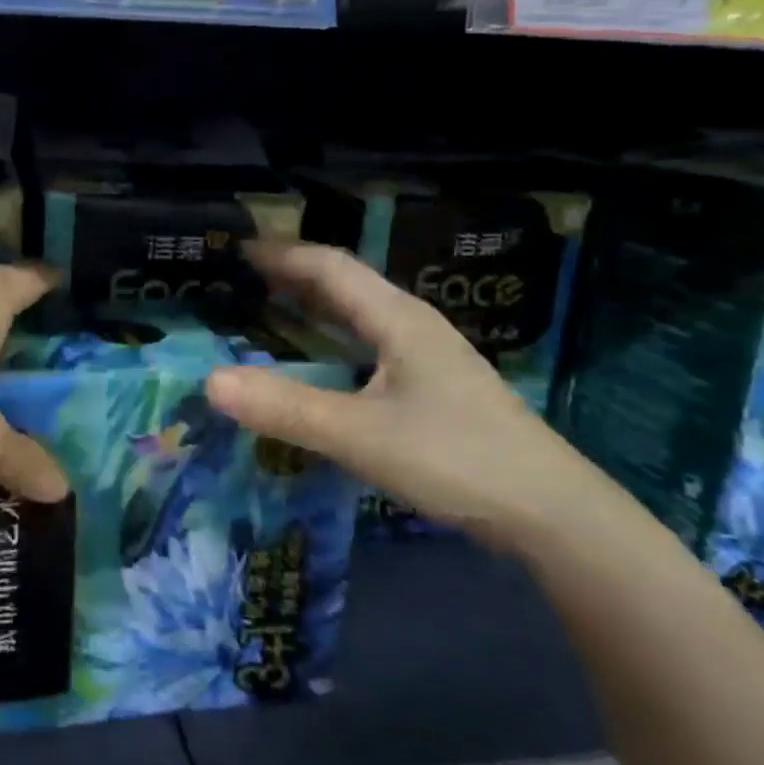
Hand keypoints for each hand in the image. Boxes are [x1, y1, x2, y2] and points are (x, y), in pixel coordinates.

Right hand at [203, 241, 608, 550]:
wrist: (553, 515)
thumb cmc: (455, 460)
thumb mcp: (359, 435)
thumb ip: (285, 408)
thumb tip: (210, 382)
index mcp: (398, 319)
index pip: (331, 267)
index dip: (282, 255)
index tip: (237, 249)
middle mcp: (413, 326)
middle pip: (346, 285)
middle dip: (293, 276)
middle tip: (241, 277)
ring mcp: (428, 357)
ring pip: (360, 316)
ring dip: (314, 306)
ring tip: (270, 309)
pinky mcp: (434, 388)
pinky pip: (370, 344)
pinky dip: (333, 340)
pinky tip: (322, 362)